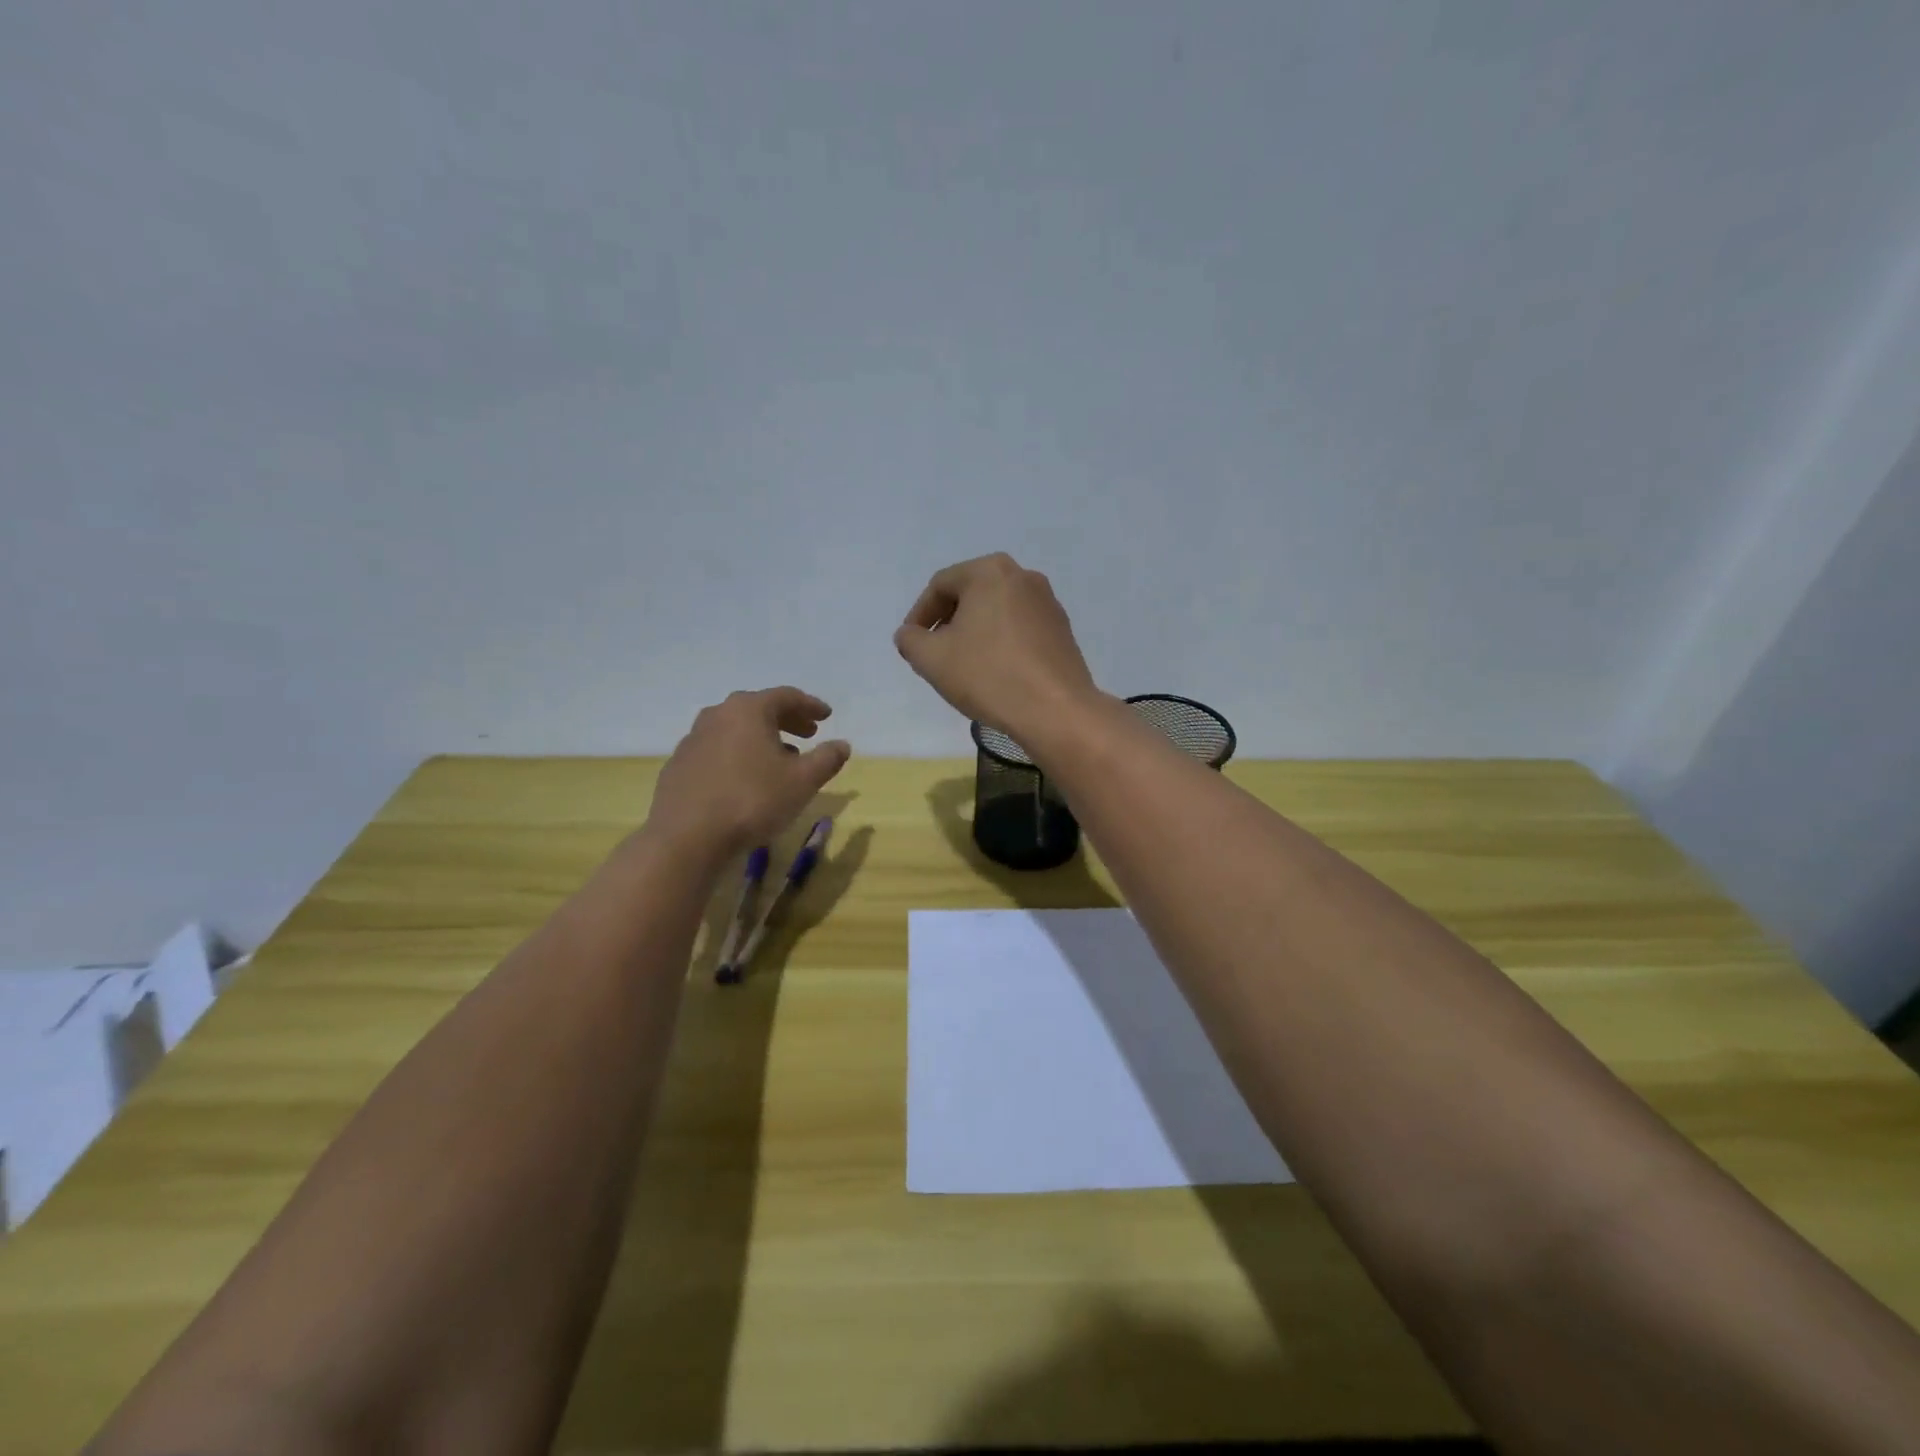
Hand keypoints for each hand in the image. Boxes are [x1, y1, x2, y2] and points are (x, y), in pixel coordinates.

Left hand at [646, 687, 851, 855]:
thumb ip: (826, 759)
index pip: (786, 696)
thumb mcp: (802, 781)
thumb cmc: (752, 801)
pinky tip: (745, 778)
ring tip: (780, 757)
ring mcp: (693, 739)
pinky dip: (737, 754)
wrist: (687, 837)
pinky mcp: (679, 765)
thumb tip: (842, 744)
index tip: (826, 716)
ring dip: (761, 738)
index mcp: (748, 710)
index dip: (810, 705)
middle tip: (809, 734)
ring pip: (735, 729)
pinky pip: (716, 749)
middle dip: (786, 719)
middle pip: (758, 709)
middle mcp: (717, 715)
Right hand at [893, 553, 1099, 738]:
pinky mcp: (1063, 630)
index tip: (912, 645)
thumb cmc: (988, 676)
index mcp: (990, 571)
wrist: (1055, 710)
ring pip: (997, 612)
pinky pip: (1020, 629)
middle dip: (948, 623)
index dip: (919, 615)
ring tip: (964, 666)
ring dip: (975, 633)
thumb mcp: (932, 659)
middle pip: (971, 595)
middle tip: (935, 654)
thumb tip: (910, 634)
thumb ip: (910, 640)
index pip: (940, 586)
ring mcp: (1048, 603)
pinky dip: (1001, 643)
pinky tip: (995, 672)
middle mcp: (1023, 576)